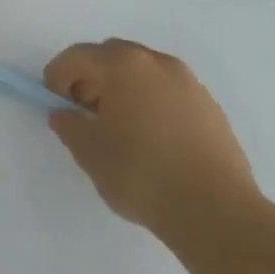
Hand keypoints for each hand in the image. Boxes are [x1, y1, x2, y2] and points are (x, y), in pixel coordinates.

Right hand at [43, 38, 261, 247]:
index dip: (58, 77)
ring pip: (143, 74)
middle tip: (85, 112)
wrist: (219, 216)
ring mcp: (189, 84)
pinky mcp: (212, 109)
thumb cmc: (143, 175)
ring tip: (121, 128)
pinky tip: (152, 140)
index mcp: (123, 64)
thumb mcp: (89, 152)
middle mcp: (156, 62)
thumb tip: (66, 114)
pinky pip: (168, 94)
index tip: (55, 103)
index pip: (77, 57)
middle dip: (92, 78)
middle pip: (111, 57)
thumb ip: (68, 124)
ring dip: (124, 90)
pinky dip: (152, 104)